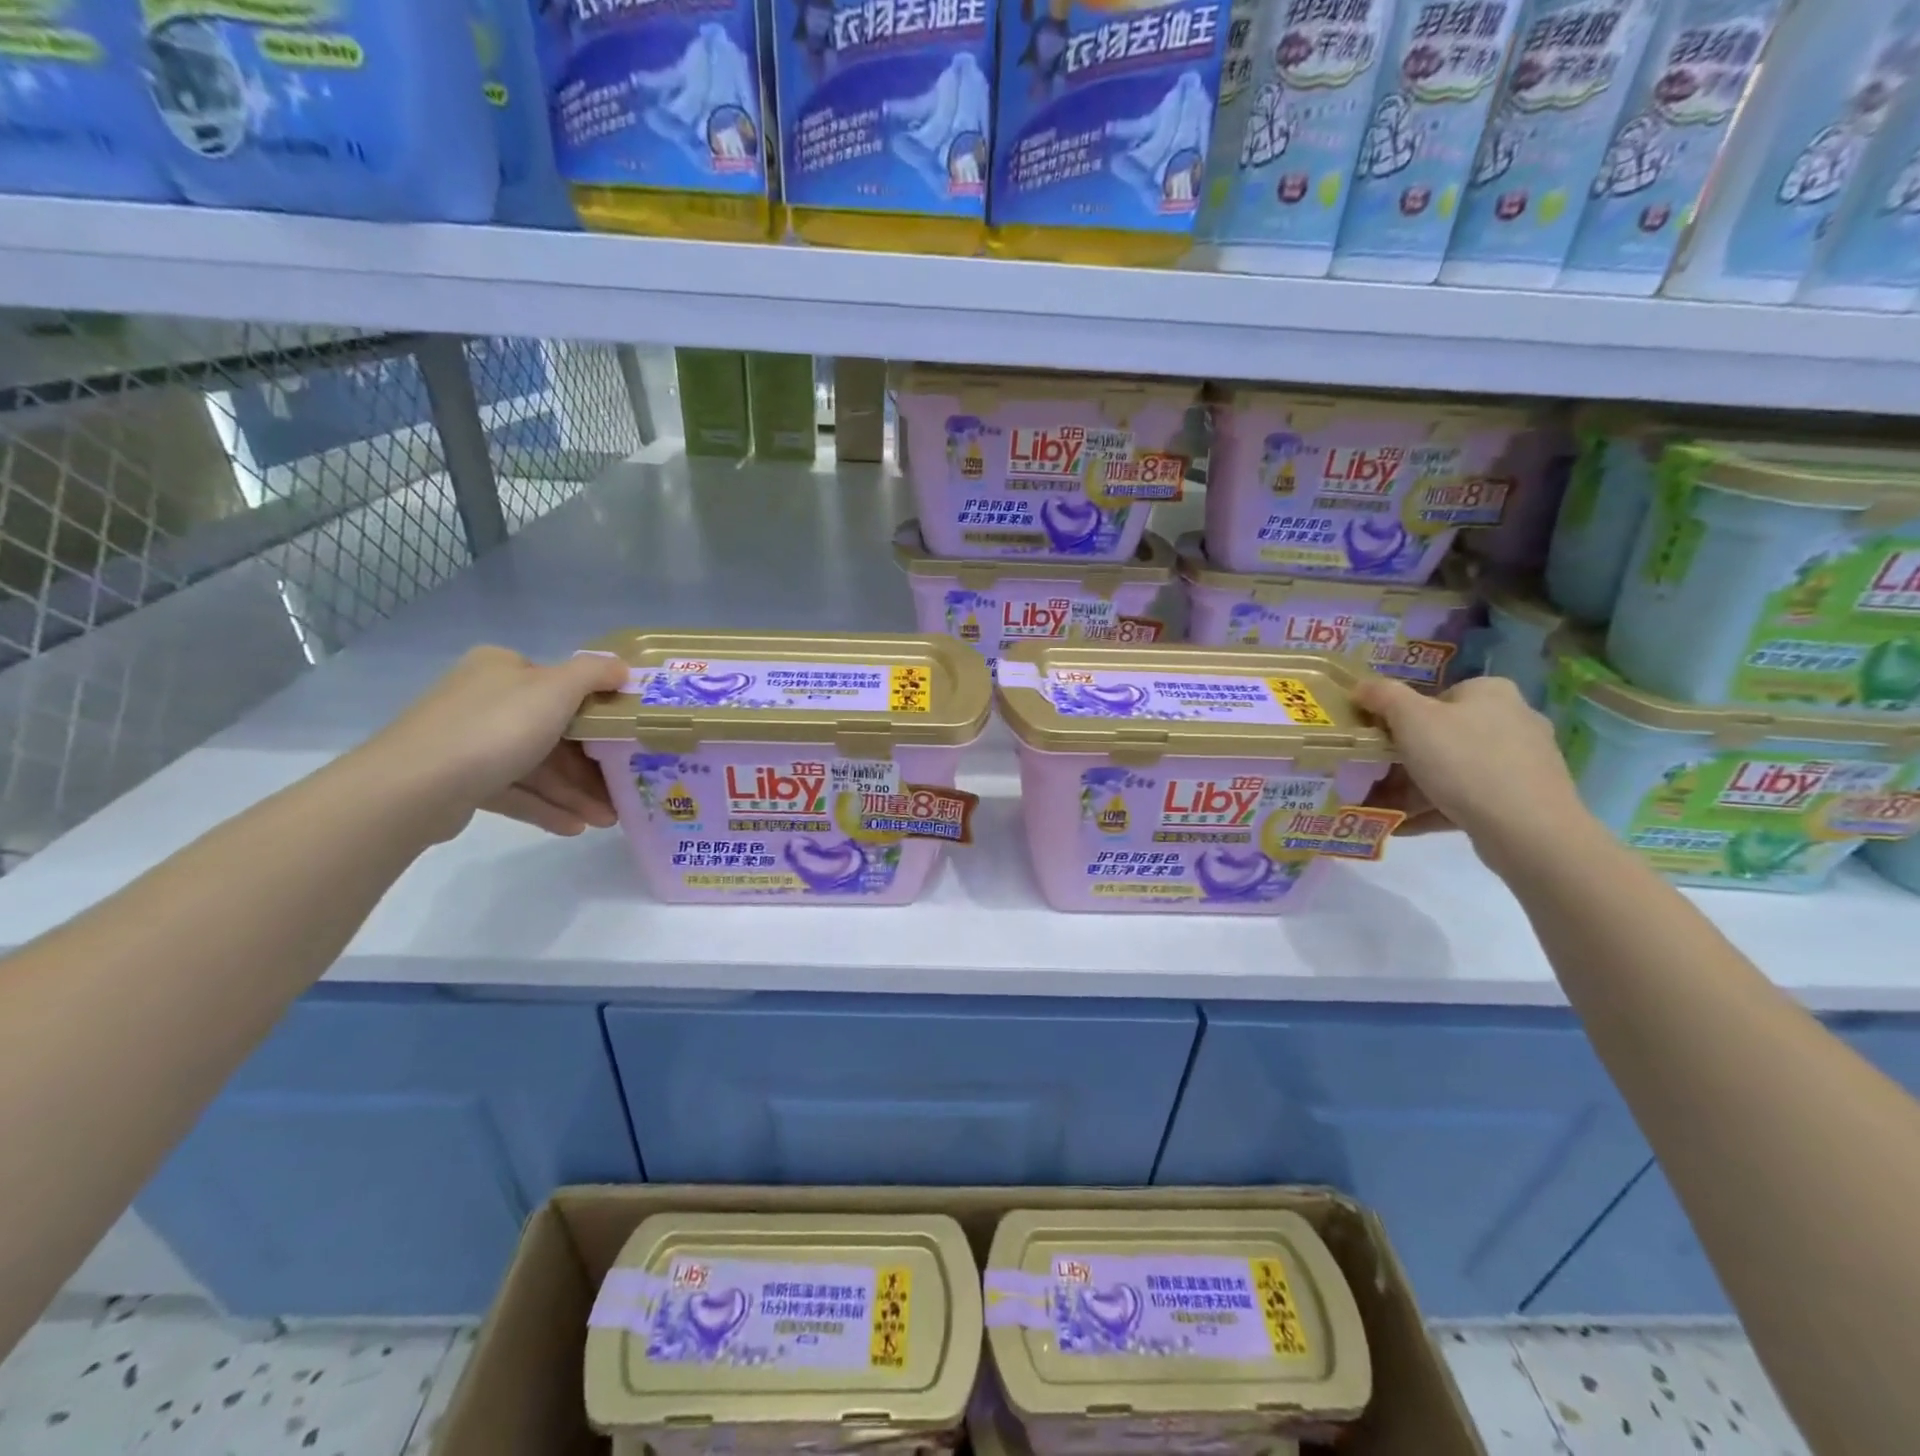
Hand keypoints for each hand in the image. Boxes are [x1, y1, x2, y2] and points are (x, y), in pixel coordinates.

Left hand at [359, 646, 629, 840]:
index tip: (626, 739)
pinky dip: (545, 807)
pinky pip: (515, 791)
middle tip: (624, 788)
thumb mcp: (556, 689)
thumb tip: (622, 668)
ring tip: (606, 820)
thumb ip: (595, 674)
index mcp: (503, 668)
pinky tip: (575, 827)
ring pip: (536, 766)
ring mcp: (469, 741)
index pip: (560, 685)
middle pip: (553, 731)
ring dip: (574, 792)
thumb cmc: (495, 728)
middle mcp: (484, 698)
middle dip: (591, 765)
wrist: (414, 787)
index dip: (598, 712)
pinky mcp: (460, 781)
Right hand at [1351, 674, 1592, 867]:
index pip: (1436, 697)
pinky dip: (1438, 806)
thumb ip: (1383, 696)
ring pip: (1455, 769)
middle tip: (1373, 777)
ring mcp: (1523, 760)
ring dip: (1416, 786)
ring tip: (1383, 806)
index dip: (1400, 718)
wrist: (1528, 829)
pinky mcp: (1526, 797)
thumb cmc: (1463, 761)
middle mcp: (1514, 718)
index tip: (1378, 742)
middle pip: (1443, 735)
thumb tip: (1361, 686)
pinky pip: (1470, 797)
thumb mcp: (1411, 719)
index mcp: (1490, 692)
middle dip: (1405, 758)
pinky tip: (1407, 824)